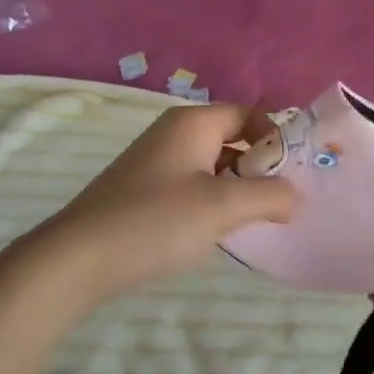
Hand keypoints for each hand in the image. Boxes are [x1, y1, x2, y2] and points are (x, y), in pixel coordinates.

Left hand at [27, 103, 297, 302]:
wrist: (77, 259)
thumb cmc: (156, 221)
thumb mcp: (223, 206)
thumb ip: (269, 196)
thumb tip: (296, 197)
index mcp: (193, 123)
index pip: (249, 114)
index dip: (276, 140)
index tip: (291, 177)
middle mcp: (174, 133)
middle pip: (232, 139)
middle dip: (259, 168)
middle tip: (279, 204)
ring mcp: (156, 162)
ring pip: (213, 165)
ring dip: (237, 189)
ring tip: (251, 222)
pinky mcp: (143, 190)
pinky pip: (192, 185)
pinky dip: (211, 201)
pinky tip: (213, 232)